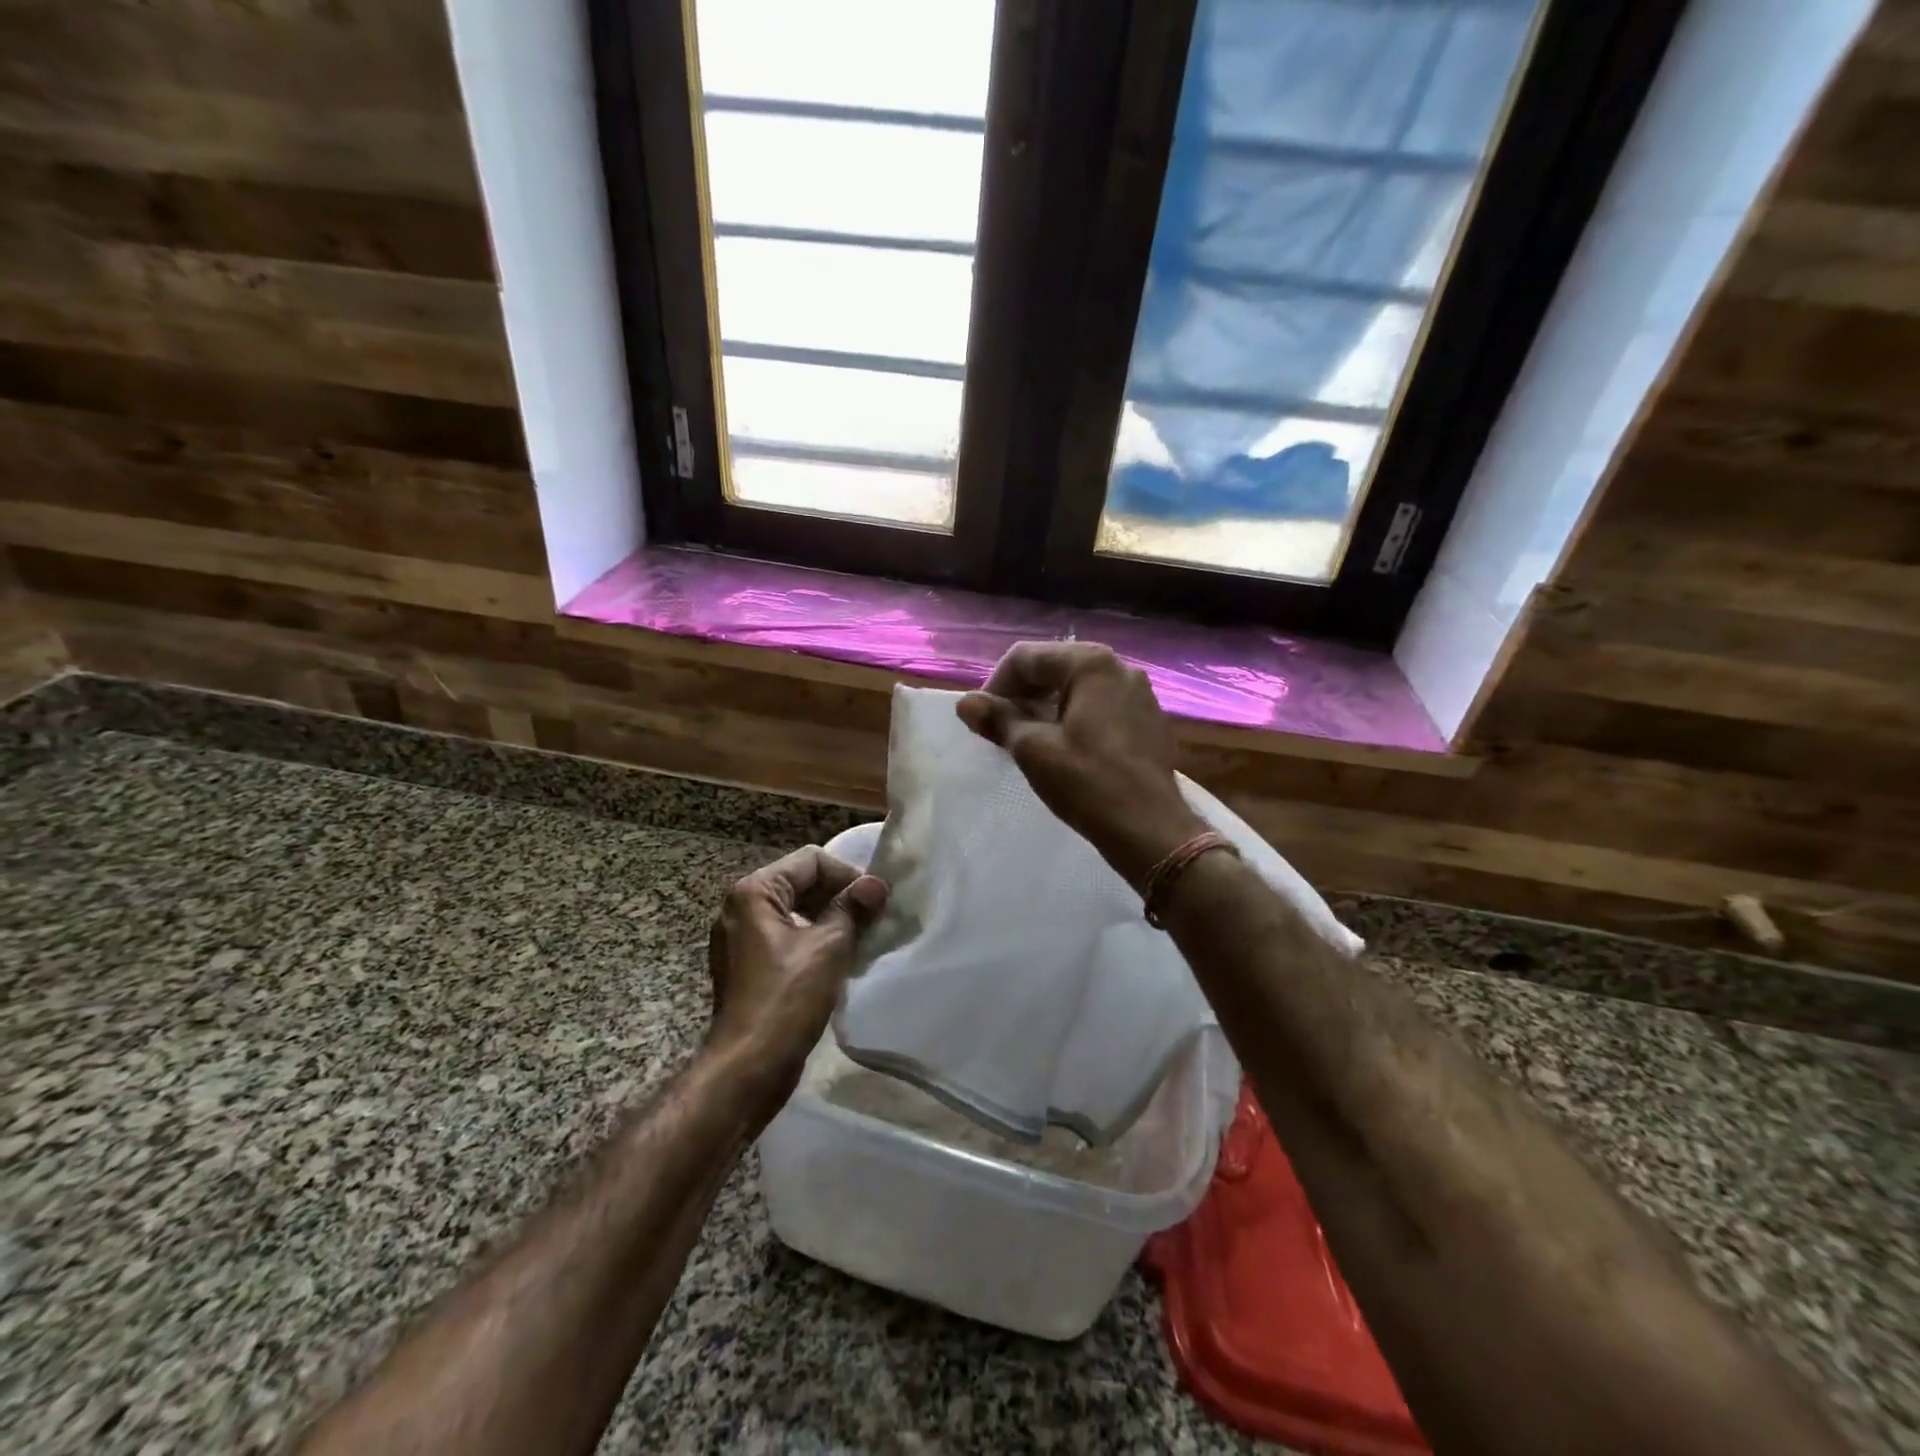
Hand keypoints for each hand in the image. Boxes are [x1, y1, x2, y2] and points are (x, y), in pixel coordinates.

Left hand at [705, 847, 887, 1105]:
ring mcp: (740, 938)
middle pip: (801, 883)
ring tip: (860, 939)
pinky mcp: (747, 965)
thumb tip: (876, 884)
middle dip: (838, 897)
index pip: (810, 861)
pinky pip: (785, 937)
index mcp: (754, 892)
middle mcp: (740, 907)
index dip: (846, 875)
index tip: (874, 901)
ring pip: (795, 912)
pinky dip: (812, 941)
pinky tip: (837, 961)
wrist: (748, 1067)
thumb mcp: (829, 947)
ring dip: (829, 920)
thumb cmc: (787, 998)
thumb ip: (853, 909)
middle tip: (872, 919)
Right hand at [957, 641, 1206, 885]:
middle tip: (1000, 728)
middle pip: (1054, 667)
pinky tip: (1063, 748)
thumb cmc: (1088, 783)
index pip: (1027, 657)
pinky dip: (1074, 718)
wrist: (1151, 829)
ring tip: (1027, 739)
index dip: (996, 684)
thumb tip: (966, 703)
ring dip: (1046, 706)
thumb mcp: (1033, 749)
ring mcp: (1139, 693)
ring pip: (1077, 688)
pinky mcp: (1148, 719)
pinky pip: (1100, 706)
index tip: (982, 719)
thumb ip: (998, 719)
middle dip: (1022, 694)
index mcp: (1091, 663)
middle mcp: (1120, 667)